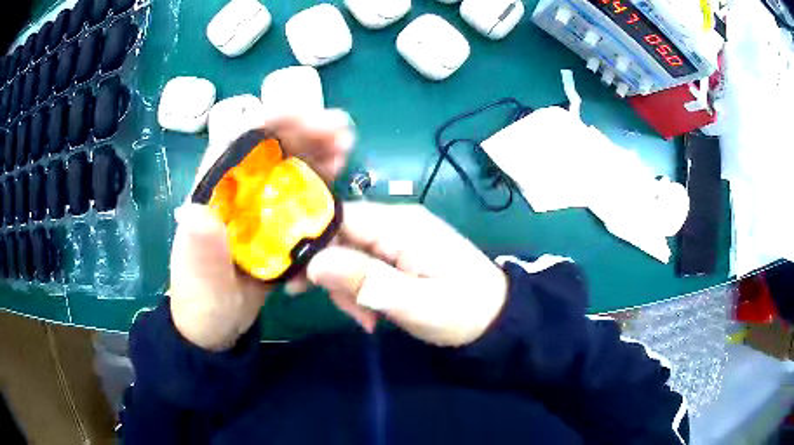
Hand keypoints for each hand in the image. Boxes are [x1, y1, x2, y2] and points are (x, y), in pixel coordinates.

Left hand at [169, 110, 354, 350]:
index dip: (270, 119)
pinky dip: (321, 180)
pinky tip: (339, 178)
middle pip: (270, 144)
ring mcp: (259, 204)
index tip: (307, 116)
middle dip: (305, 130)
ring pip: (290, 163)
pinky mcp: (276, 222)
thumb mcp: (199, 280)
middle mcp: (237, 189)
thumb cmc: (202, 301)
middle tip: (340, 133)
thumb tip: (199, 212)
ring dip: (318, 150)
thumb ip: (200, 250)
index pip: (237, 139)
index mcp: (213, 192)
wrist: (215, 326)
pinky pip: (301, 193)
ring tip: (345, 149)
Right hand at [307, 202, 508, 346]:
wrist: (497, 318)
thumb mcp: (413, 302)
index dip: (311, 242)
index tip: (295, 278)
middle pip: (340, 237)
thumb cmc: (461, 310)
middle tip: (349, 311)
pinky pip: (365, 265)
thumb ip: (364, 280)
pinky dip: (361, 290)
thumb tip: (312, 262)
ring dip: (349, 288)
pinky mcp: (400, 253)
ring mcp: (398, 237)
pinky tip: (372, 314)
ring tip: (367, 319)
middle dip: (334, 275)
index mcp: (400, 224)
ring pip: (349, 254)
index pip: (339, 216)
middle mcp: (396, 221)